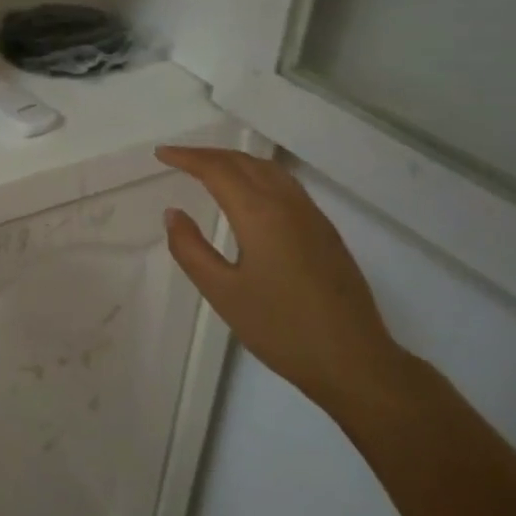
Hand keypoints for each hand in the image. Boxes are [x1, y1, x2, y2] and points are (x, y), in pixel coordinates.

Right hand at [156, 146, 406, 409]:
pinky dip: (258, 175)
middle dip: (209, 154)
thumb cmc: (280, 329)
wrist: (353, 360)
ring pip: (270, 170)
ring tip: (210, 169)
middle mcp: (288, 205)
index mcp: (260, 214)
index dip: (187, 157)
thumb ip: (191, 249)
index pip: (218, 170)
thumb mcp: (222, 292)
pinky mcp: (326, 232)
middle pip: (245, 162)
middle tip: (178, 158)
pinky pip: (286, 186)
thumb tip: (173, 212)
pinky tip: (250, 194)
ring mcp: (312, 217)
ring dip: (236, 161)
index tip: (161, 154)